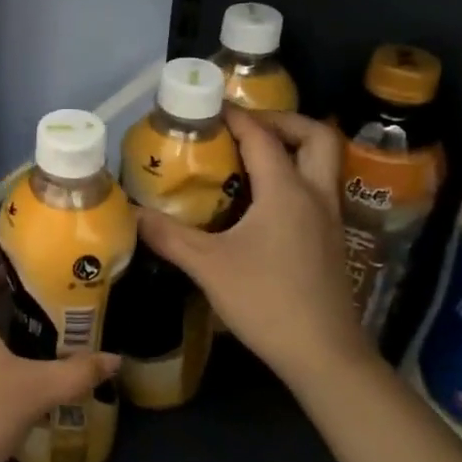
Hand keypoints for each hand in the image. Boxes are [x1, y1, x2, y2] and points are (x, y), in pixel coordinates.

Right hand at [138, 108, 372, 389]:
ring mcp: (329, 218)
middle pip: (315, 135)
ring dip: (291, 148)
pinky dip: (293, 177)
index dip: (234, 115)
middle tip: (244, 128)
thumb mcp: (207, 266)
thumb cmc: (266, 302)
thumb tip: (130, 211)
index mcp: (286, 191)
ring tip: (248, 158)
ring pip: (321, 163)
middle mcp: (315, 195)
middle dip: (281, 120)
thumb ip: (168, 235)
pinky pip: (316, 188)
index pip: (262, 136)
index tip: (206, 107)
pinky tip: (260, 201)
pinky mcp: (331, 240)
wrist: (323, 355)